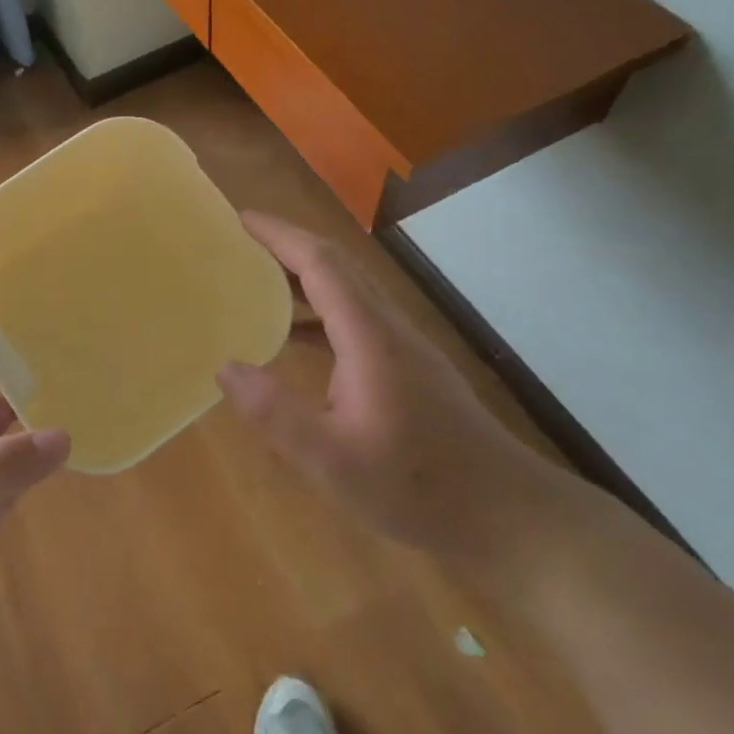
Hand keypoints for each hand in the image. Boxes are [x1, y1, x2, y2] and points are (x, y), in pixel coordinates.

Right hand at [217, 212, 571, 566]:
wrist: (508, 515)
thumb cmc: (420, 486)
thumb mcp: (334, 461)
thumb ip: (277, 414)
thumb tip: (225, 367)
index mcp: (369, 337)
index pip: (321, 265)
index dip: (280, 236)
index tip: (241, 218)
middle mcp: (387, 328)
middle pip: (336, 266)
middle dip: (288, 244)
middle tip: (241, 240)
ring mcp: (402, 347)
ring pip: (348, 290)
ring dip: (303, 275)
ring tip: (257, 278)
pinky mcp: (408, 368)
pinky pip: (355, 318)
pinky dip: (319, 310)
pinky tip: (295, 337)